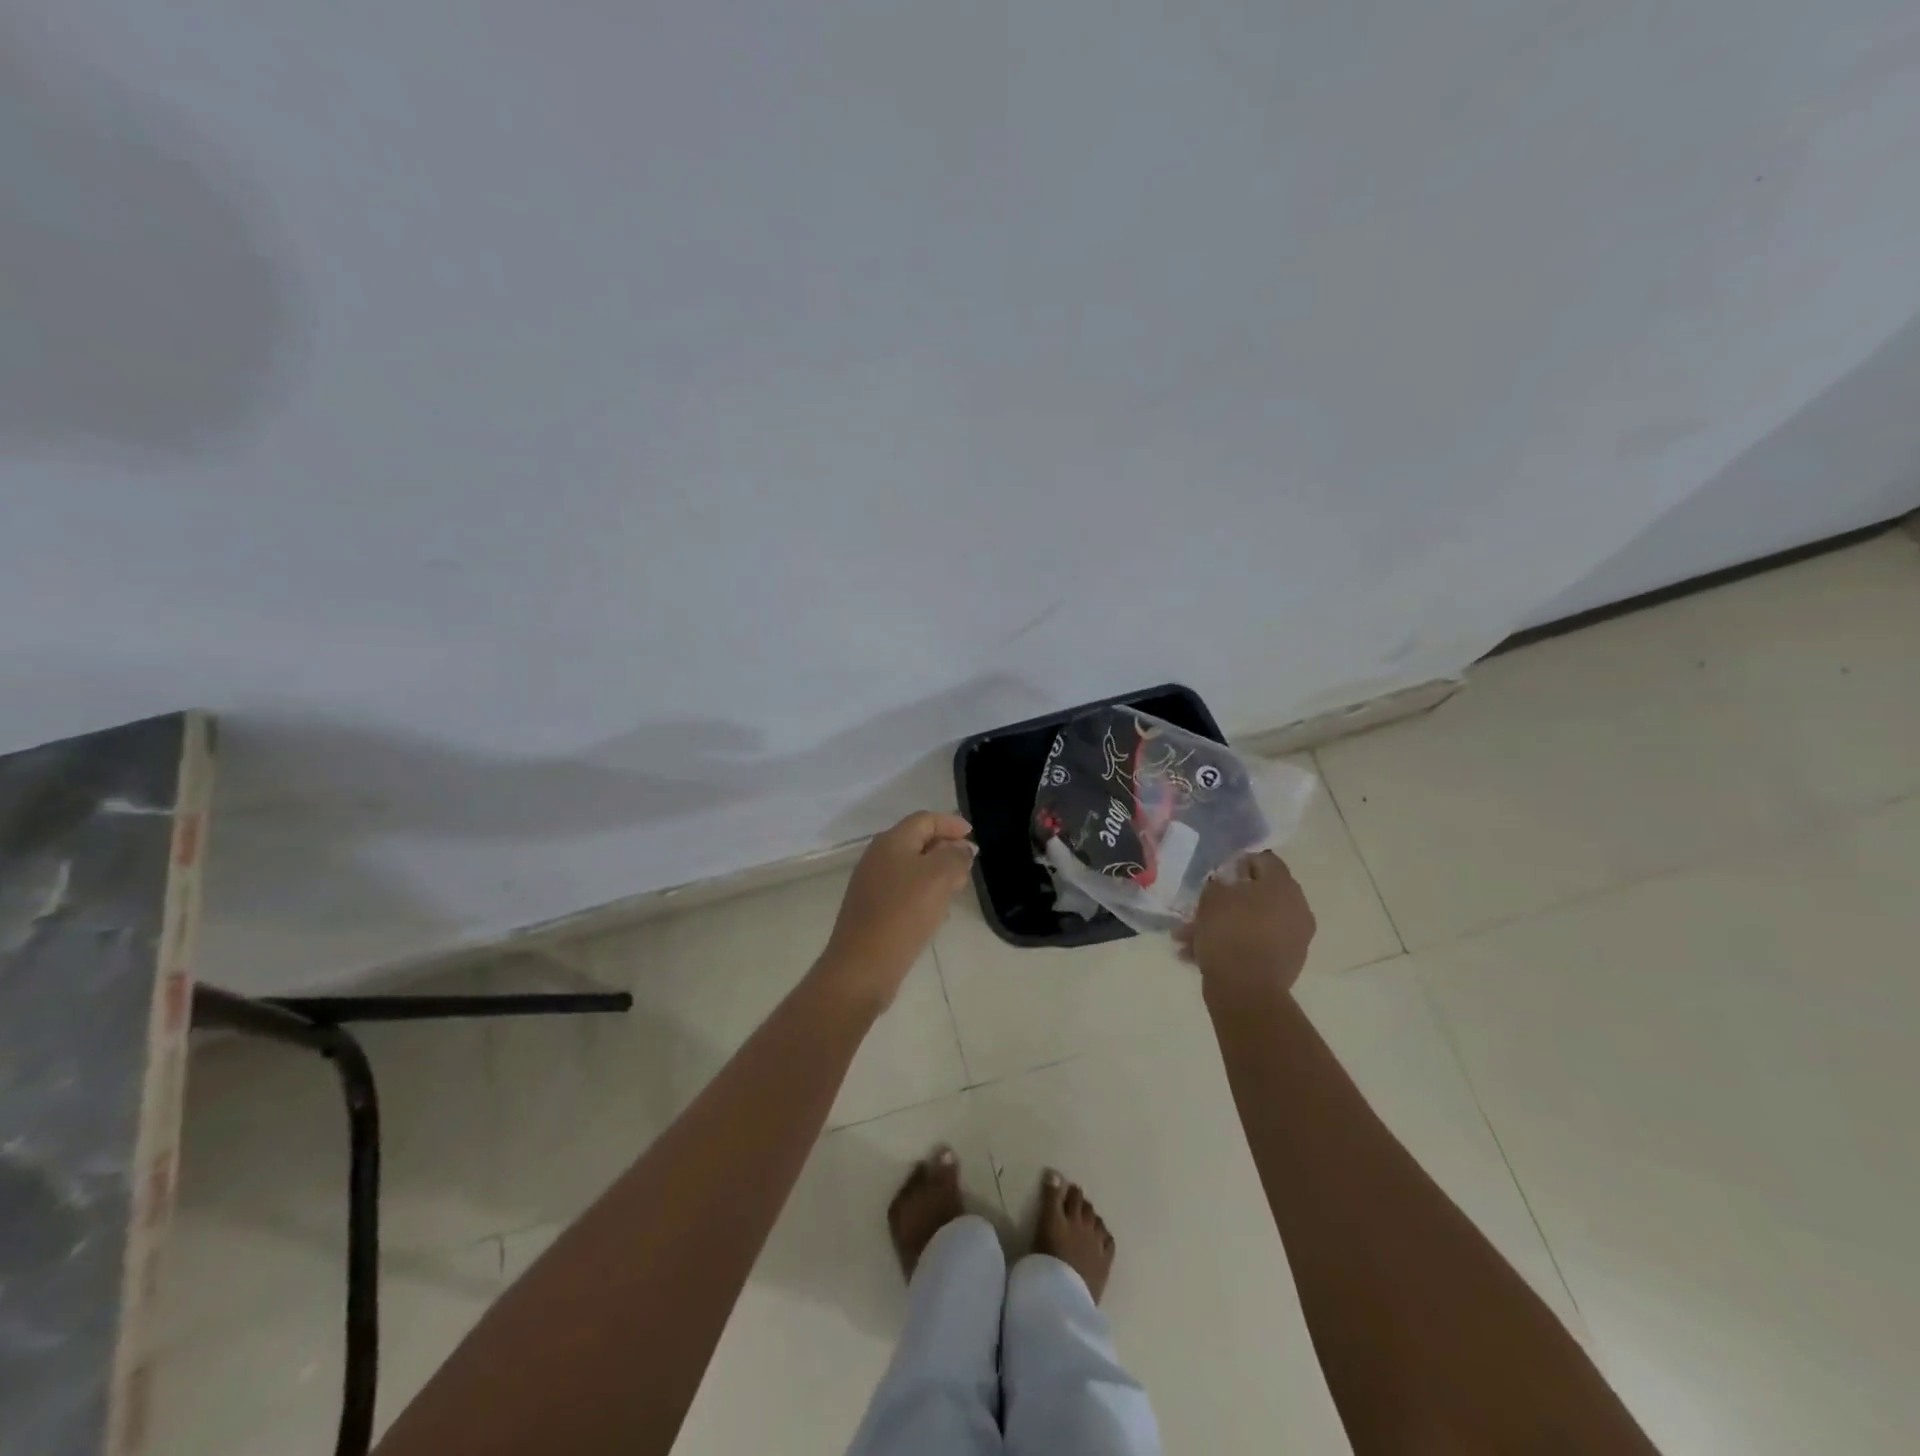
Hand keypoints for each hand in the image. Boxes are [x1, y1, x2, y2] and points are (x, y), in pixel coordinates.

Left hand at [818, 811, 976, 1009]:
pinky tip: (935, 913)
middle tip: (968, 866)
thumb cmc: (903, 914)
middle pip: (917, 841)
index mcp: (891, 841)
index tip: (973, 837)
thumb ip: (955, 856)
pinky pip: (903, 891)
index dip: (951, 824)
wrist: (862, 966)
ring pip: (911, 868)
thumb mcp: (938, 877)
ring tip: (956, 889)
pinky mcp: (871, 910)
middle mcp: (877, 857)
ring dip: (936, 873)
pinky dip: (923, 893)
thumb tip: (962, 848)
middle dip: (945, 849)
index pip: (925, 819)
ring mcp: (871, 884)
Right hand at [1174, 851, 1315, 1001]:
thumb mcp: (1211, 898)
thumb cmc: (1229, 932)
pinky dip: (1234, 944)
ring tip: (1190, 937)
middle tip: (1202, 906)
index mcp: (1283, 885)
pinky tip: (1201, 954)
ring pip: (1253, 921)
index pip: (1264, 860)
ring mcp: (1295, 937)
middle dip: (1228, 899)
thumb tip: (1224, 883)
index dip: (1239, 862)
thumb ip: (1217, 884)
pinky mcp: (1287, 962)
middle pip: (1260, 893)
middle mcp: (1296, 907)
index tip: (1218, 874)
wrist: (1246, 990)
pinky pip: (1256, 944)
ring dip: (1225, 925)